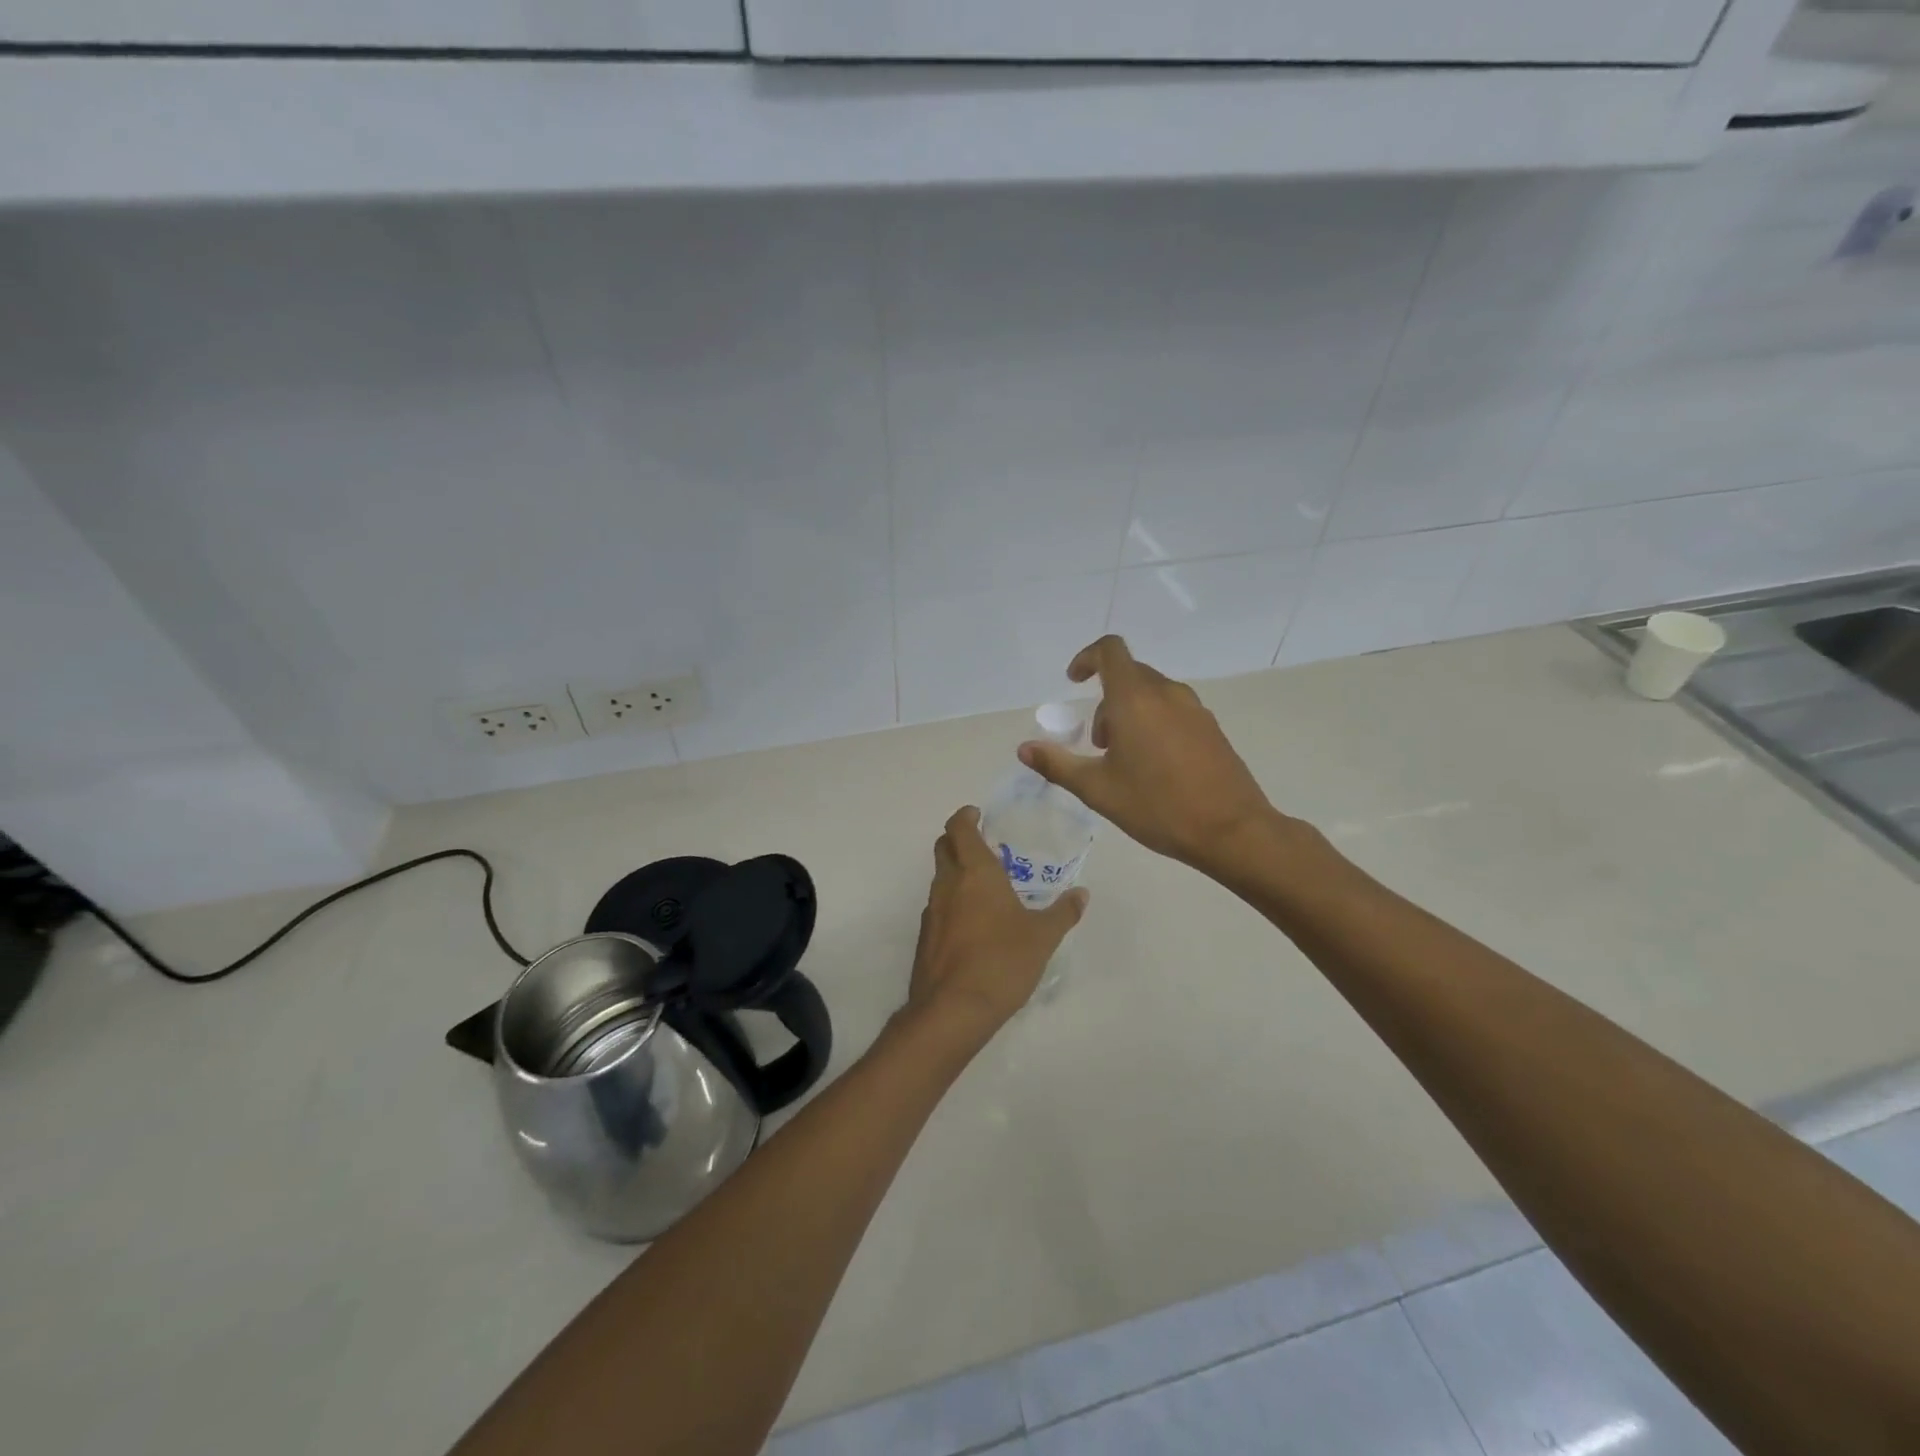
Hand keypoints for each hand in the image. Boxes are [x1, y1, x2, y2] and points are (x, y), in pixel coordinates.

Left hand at [905, 806, 1087, 1038]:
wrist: (953, 1009)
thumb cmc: (1002, 961)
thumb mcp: (1042, 937)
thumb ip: (1063, 913)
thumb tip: (1082, 894)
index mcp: (975, 873)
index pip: (959, 828)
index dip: (965, 816)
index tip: (977, 814)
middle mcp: (948, 885)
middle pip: (943, 847)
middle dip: (958, 839)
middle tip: (982, 844)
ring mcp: (932, 911)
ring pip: (940, 878)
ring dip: (956, 872)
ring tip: (984, 885)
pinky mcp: (925, 937)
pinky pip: (938, 907)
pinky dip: (952, 902)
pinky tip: (973, 923)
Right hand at [1018, 634, 1279, 875]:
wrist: (1231, 830)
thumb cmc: (1157, 806)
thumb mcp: (1098, 789)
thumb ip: (1057, 764)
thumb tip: (1024, 748)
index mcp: (1135, 699)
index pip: (1110, 651)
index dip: (1087, 658)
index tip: (1074, 681)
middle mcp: (1166, 694)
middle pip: (1129, 675)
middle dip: (1105, 700)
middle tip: (1098, 743)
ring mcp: (1194, 709)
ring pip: (1152, 694)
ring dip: (1129, 713)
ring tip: (1124, 759)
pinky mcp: (1212, 728)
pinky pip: (1173, 710)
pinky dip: (1154, 723)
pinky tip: (1155, 766)